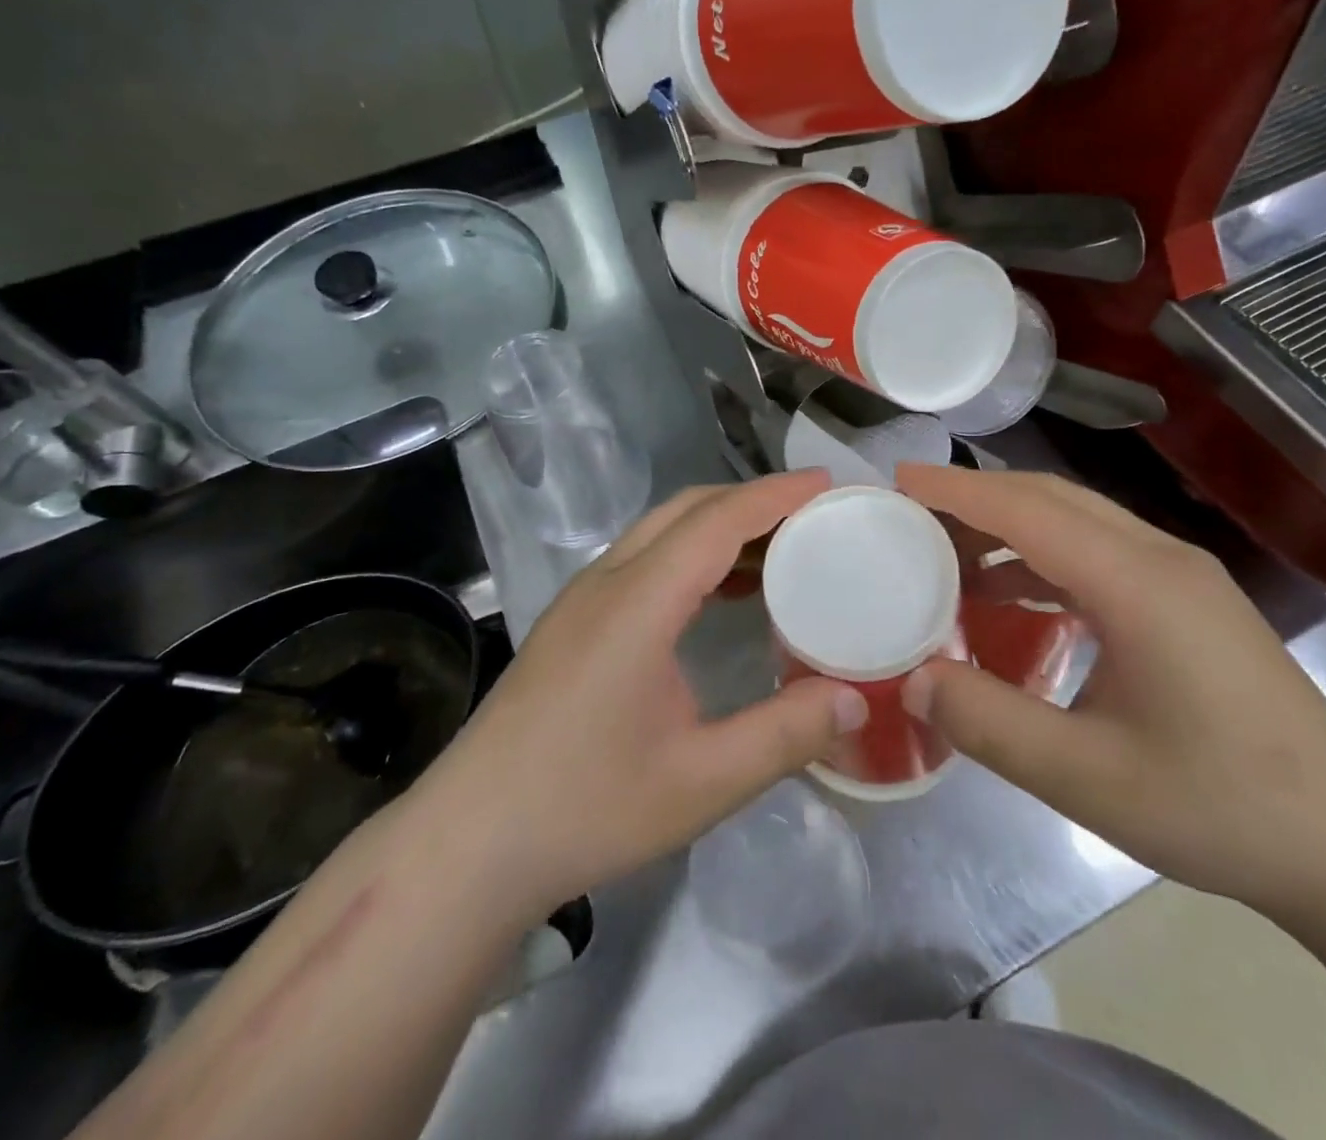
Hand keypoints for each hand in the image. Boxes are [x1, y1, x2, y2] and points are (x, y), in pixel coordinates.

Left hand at [414, 471, 865, 918]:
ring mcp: (582, 599)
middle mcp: (606, 582)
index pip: (716, 521)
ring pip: (660, 531)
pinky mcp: (571, 622)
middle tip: (812, 515)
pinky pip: (642, 560)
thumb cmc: (586, 808)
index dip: (774, 495)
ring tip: (779, 550)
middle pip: (686, 510)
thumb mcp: (701, 782)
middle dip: (752, 500)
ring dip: (720, 526)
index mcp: (638, 603)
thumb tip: (856, 699)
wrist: (468, 843)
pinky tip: (721, 594)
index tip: (826, 482)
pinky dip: (691, 554)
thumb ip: (785, 735)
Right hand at [896, 463, 1325, 908]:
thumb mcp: (1088, 777)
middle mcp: (1159, 557)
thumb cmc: (1221, 806)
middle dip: (975, 494)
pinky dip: (1039, 555)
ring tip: (945, 550)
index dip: (958, 491)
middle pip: (1051, 497)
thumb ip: (991, 723)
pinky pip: (1095, 550)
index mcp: (1137, 583)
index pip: (1028, 511)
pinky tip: (1008, 592)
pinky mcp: (1183, 597)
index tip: (897, 479)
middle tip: (910, 509)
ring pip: (1075, 518)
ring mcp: (1178, 574)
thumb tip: (913, 678)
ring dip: (1007, 523)